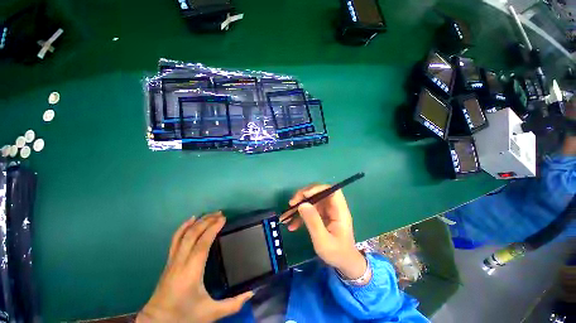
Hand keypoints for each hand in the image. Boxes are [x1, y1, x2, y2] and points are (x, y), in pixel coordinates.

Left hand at [137, 212, 253, 322]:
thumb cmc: (184, 316)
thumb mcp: (211, 313)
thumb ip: (233, 304)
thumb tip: (251, 293)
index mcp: (191, 272)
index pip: (202, 244)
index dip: (213, 228)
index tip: (224, 219)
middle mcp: (180, 262)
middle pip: (192, 235)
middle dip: (207, 221)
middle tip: (220, 214)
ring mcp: (172, 261)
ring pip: (183, 235)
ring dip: (197, 222)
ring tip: (208, 214)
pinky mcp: (169, 262)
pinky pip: (175, 239)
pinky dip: (183, 227)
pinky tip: (190, 221)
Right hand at [280, 185, 366, 279]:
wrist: (344, 264)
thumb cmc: (337, 254)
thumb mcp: (323, 241)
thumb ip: (313, 222)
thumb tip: (302, 204)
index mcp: (339, 211)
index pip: (331, 190)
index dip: (318, 188)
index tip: (304, 195)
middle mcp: (333, 207)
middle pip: (319, 193)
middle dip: (304, 196)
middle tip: (291, 204)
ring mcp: (327, 211)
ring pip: (312, 201)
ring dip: (299, 206)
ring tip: (286, 216)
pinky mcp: (322, 216)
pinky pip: (309, 211)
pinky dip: (300, 216)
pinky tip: (292, 225)